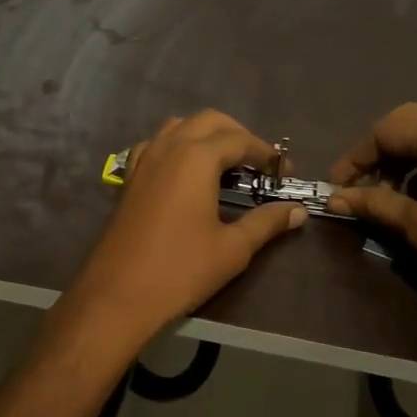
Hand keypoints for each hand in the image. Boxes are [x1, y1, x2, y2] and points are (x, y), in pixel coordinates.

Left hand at [61, 111, 306, 347]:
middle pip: (208, 121)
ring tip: (225, 164)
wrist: (118, 295)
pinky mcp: (129, 178)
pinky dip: (175, 147)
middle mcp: (168, 147)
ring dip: (205, 135)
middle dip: (237, 134)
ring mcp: (144, 160)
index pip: (239, 140)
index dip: (266, 153)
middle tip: (257, 163)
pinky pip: (155, 145)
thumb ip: (267, 222)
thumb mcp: (232, 248)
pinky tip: (184, 172)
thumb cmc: (181, 270)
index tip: (284, 172)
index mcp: (196, 158)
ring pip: (179, 126)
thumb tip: (298, 211)